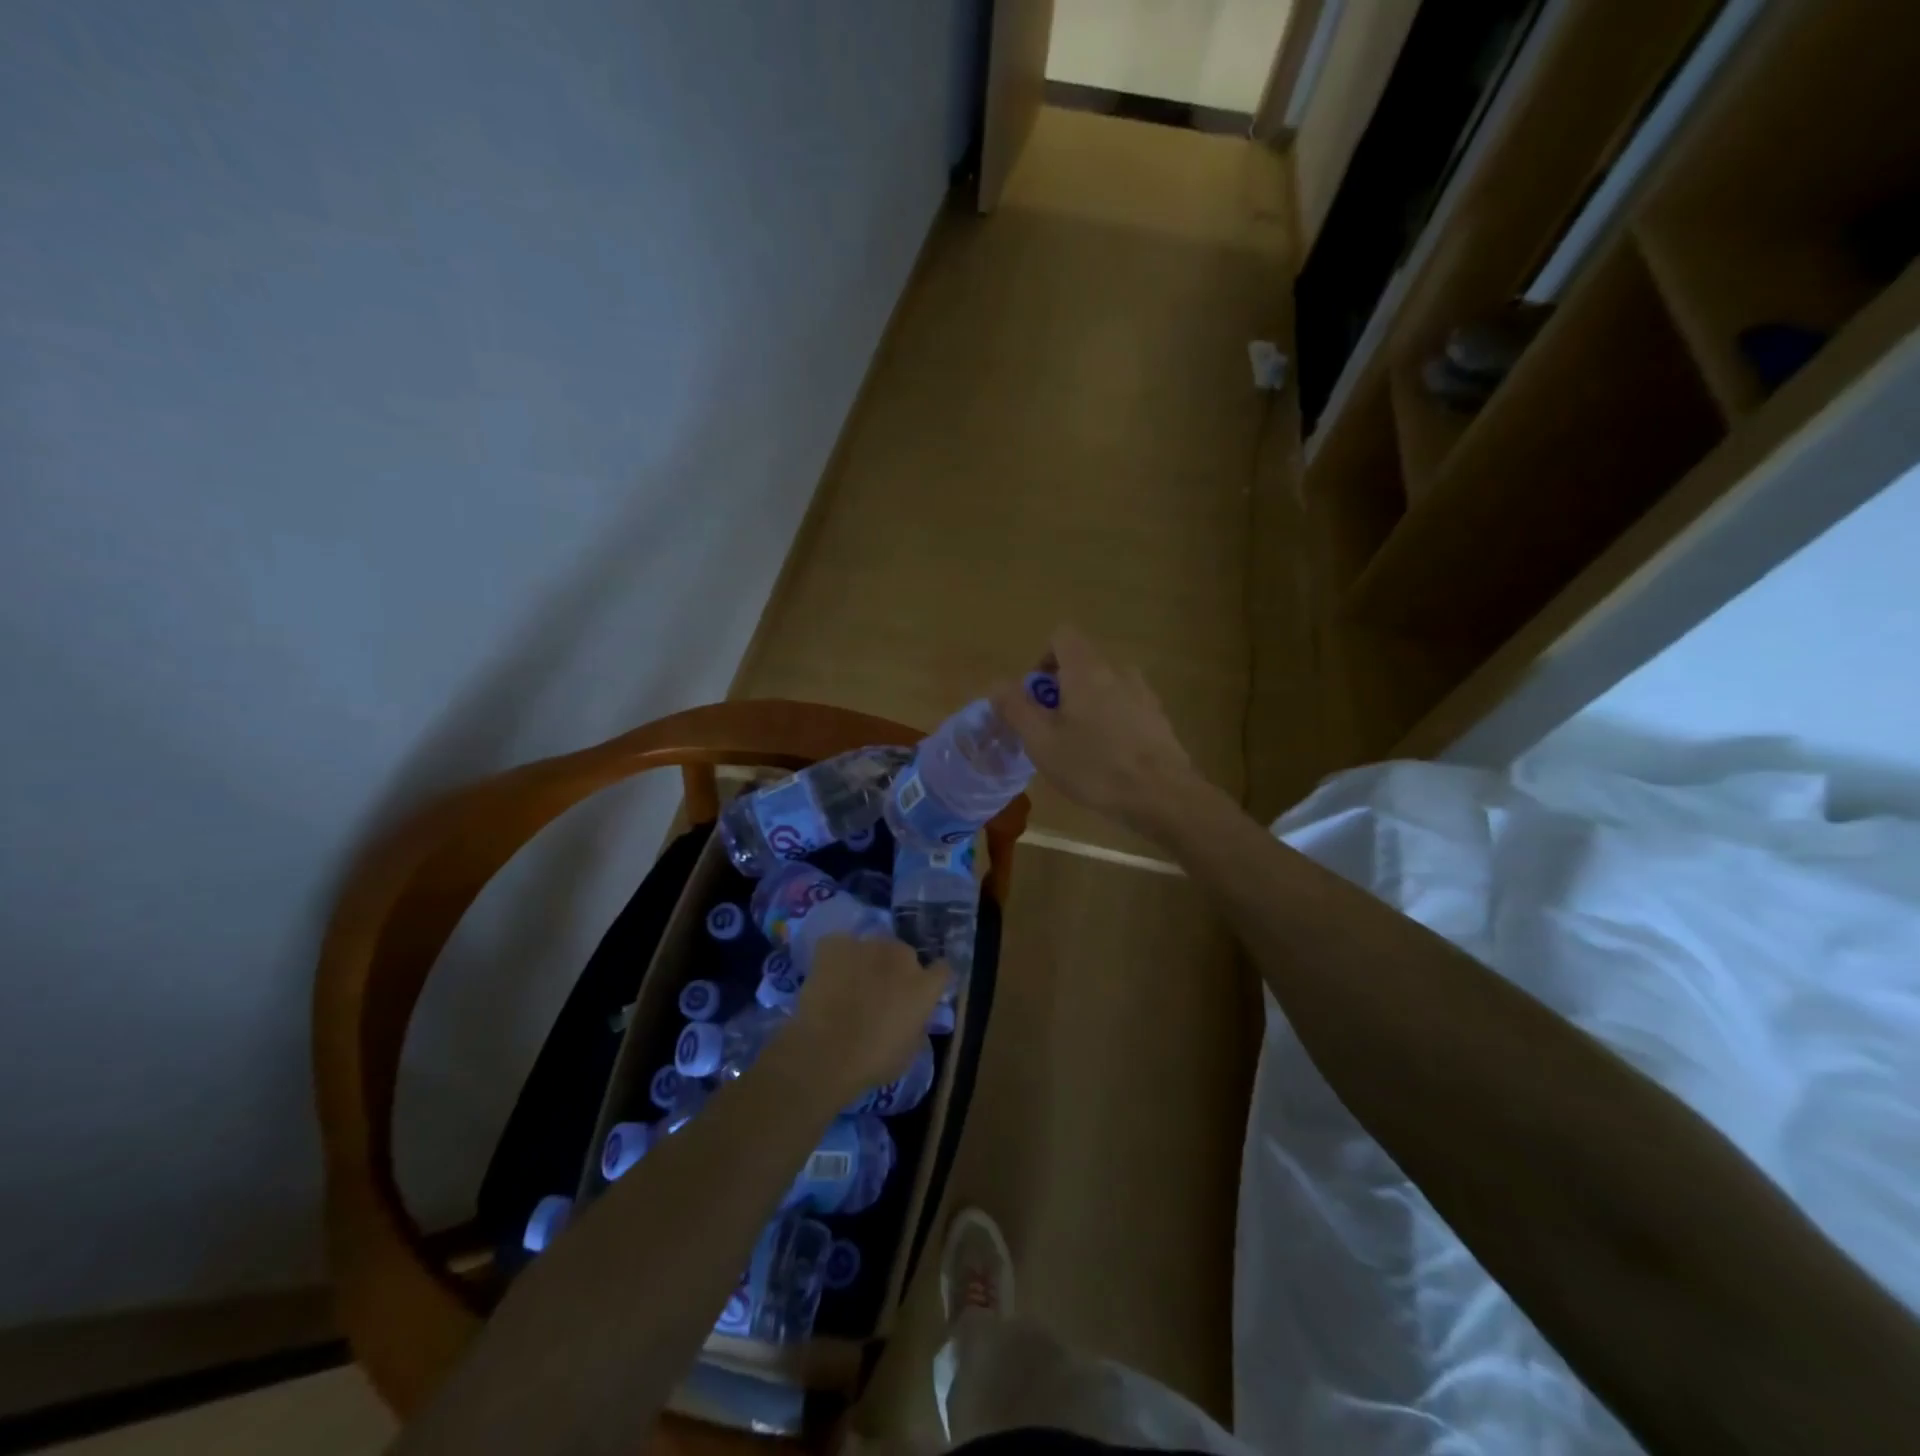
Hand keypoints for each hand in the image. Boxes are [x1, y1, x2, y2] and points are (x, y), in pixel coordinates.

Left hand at [777, 935, 946, 1103]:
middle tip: (879, 993)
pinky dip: (836, 957)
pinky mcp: (835, 944)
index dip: (932, 979)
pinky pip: (840, 945)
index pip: (942, 969)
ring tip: (849, 985)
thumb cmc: (873, 1061)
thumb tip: (913, 1017)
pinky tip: (827, 977)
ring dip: (867, 962)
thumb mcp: (909, 1051)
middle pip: (904, 954)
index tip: (922, 991)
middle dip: (895, 970)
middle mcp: (901, 956)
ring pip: (872, 948)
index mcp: (924, 985)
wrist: (825, 1052)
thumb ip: (917, 1025)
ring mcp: (867, 946)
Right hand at [991, 625, 1202, 839]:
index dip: (1042, 659)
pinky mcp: (1159, 720)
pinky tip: (1108, 760)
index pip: (1062, 636)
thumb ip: (1016, 708)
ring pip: (1105, 688)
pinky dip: (1111, 724)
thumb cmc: (1094, 766)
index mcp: (1087, 670)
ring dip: (1087, 708)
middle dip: (1061, 691)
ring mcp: (1143, 694)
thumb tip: (998, 684)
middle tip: (1051, 730)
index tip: (1037, 697)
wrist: (1162, 797)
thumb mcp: (1041, 741)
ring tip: (1080, 748)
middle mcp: (1118, 672)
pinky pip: (1126, 709)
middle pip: (1082, 664)